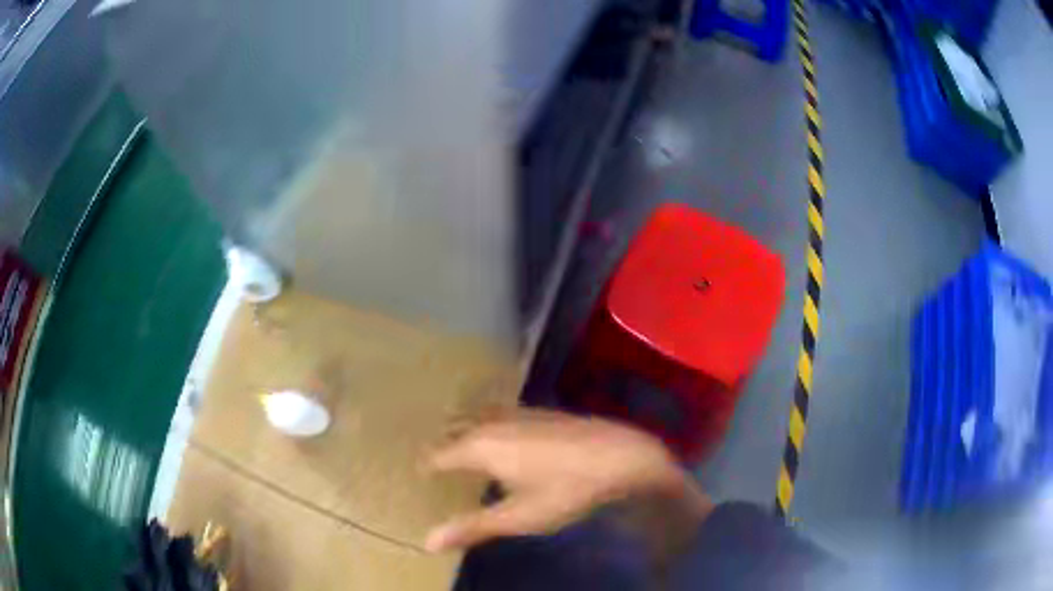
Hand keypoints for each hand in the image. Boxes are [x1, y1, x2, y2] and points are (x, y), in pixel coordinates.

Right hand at [424, 410, 711, 551]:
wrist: (621, 454)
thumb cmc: (565, 489)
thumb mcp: (517, 517)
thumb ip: (472, 527)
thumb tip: (427, 542)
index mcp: (480, 446)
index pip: (439, 453)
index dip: (426, 464)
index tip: (417, 474)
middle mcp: (494, 423)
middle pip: (456, 429)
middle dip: (442, 444)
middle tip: (432, 461)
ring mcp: (520, 413)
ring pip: (479, 417)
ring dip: (465, 430)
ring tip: (459, 445)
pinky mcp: (542, 412)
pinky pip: (501, 415)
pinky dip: (489, 425)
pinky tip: (503, 437)